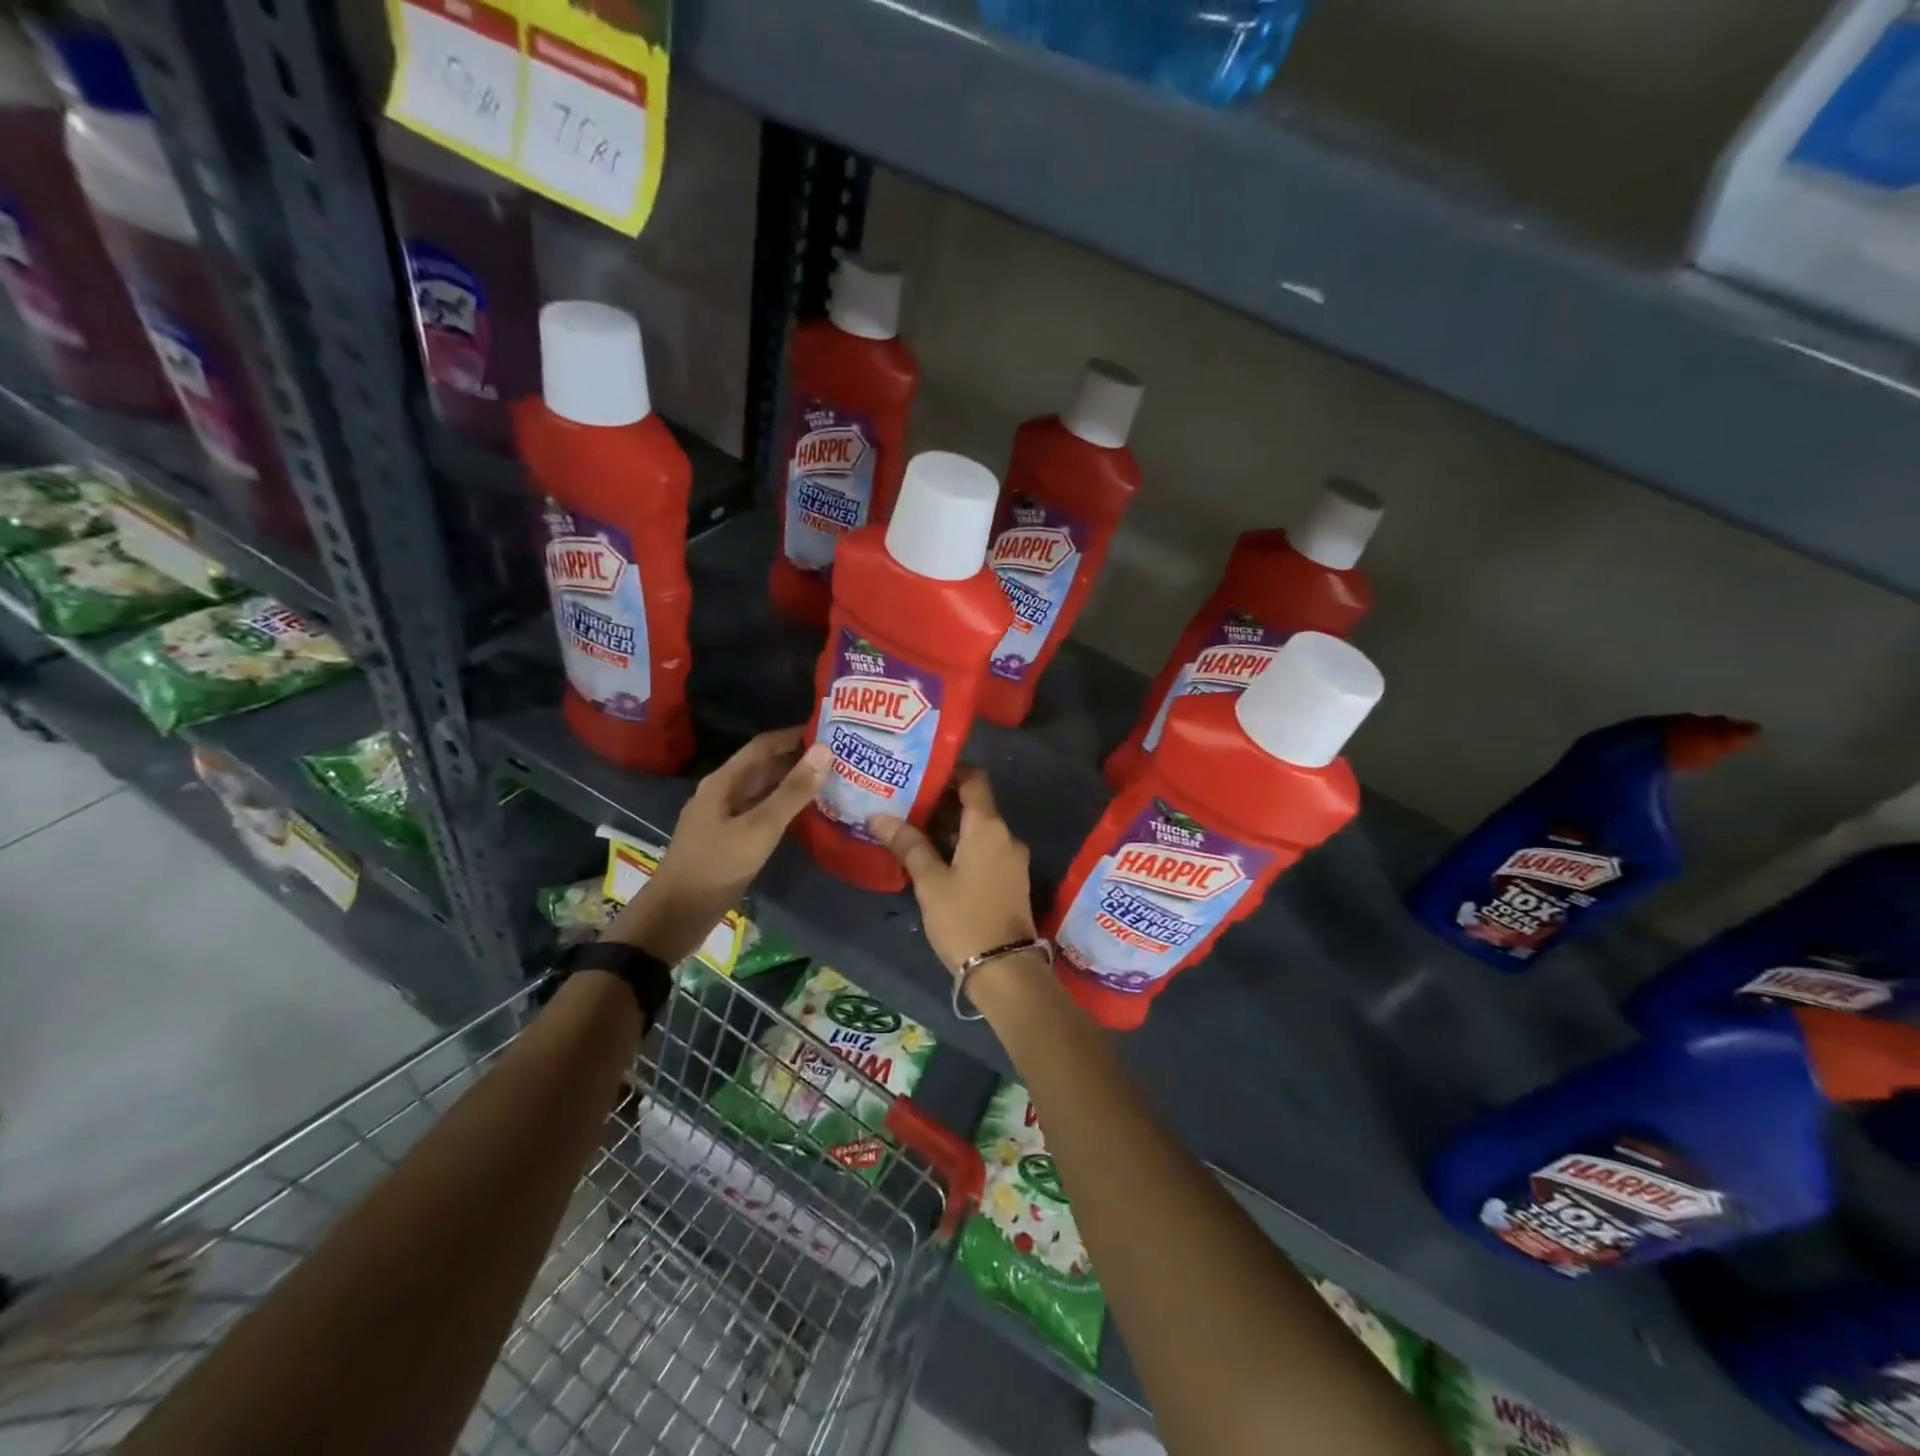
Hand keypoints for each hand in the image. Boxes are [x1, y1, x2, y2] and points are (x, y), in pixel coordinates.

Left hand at [609, 727, 827, 961]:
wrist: (676, 915)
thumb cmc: (716, 866)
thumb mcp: (759, 828)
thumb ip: (792, 791)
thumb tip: (825, 750)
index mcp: (723, 781)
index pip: (764, 745)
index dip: (795, 736)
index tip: (831, 732)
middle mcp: (723, 793)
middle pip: (764, 767)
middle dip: (799, 760)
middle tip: (841, 758)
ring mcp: (726, 818)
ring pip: (764, 792)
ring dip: (794, 785)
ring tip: (833, 782)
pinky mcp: (731, 841)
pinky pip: (762, 815)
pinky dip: (786, 810)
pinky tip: (810, 816)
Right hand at [870, 767, 1036, 980]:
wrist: (1005, 970)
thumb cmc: (964, 919)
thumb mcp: (930, 882)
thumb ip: (908, 845)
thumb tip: (879, 816)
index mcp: (989, 827)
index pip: (975, 780)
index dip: (950, 772)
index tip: (920, 775)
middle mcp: (1006, 836)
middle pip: (974, 806)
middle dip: (941, 804)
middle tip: (904, 805)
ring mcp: (1012, 859)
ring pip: (979, 831)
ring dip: (949, 829)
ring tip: (911, 832)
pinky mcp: (1011, 881)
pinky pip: (985, 851)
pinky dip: (962, 848)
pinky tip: (934, 861)